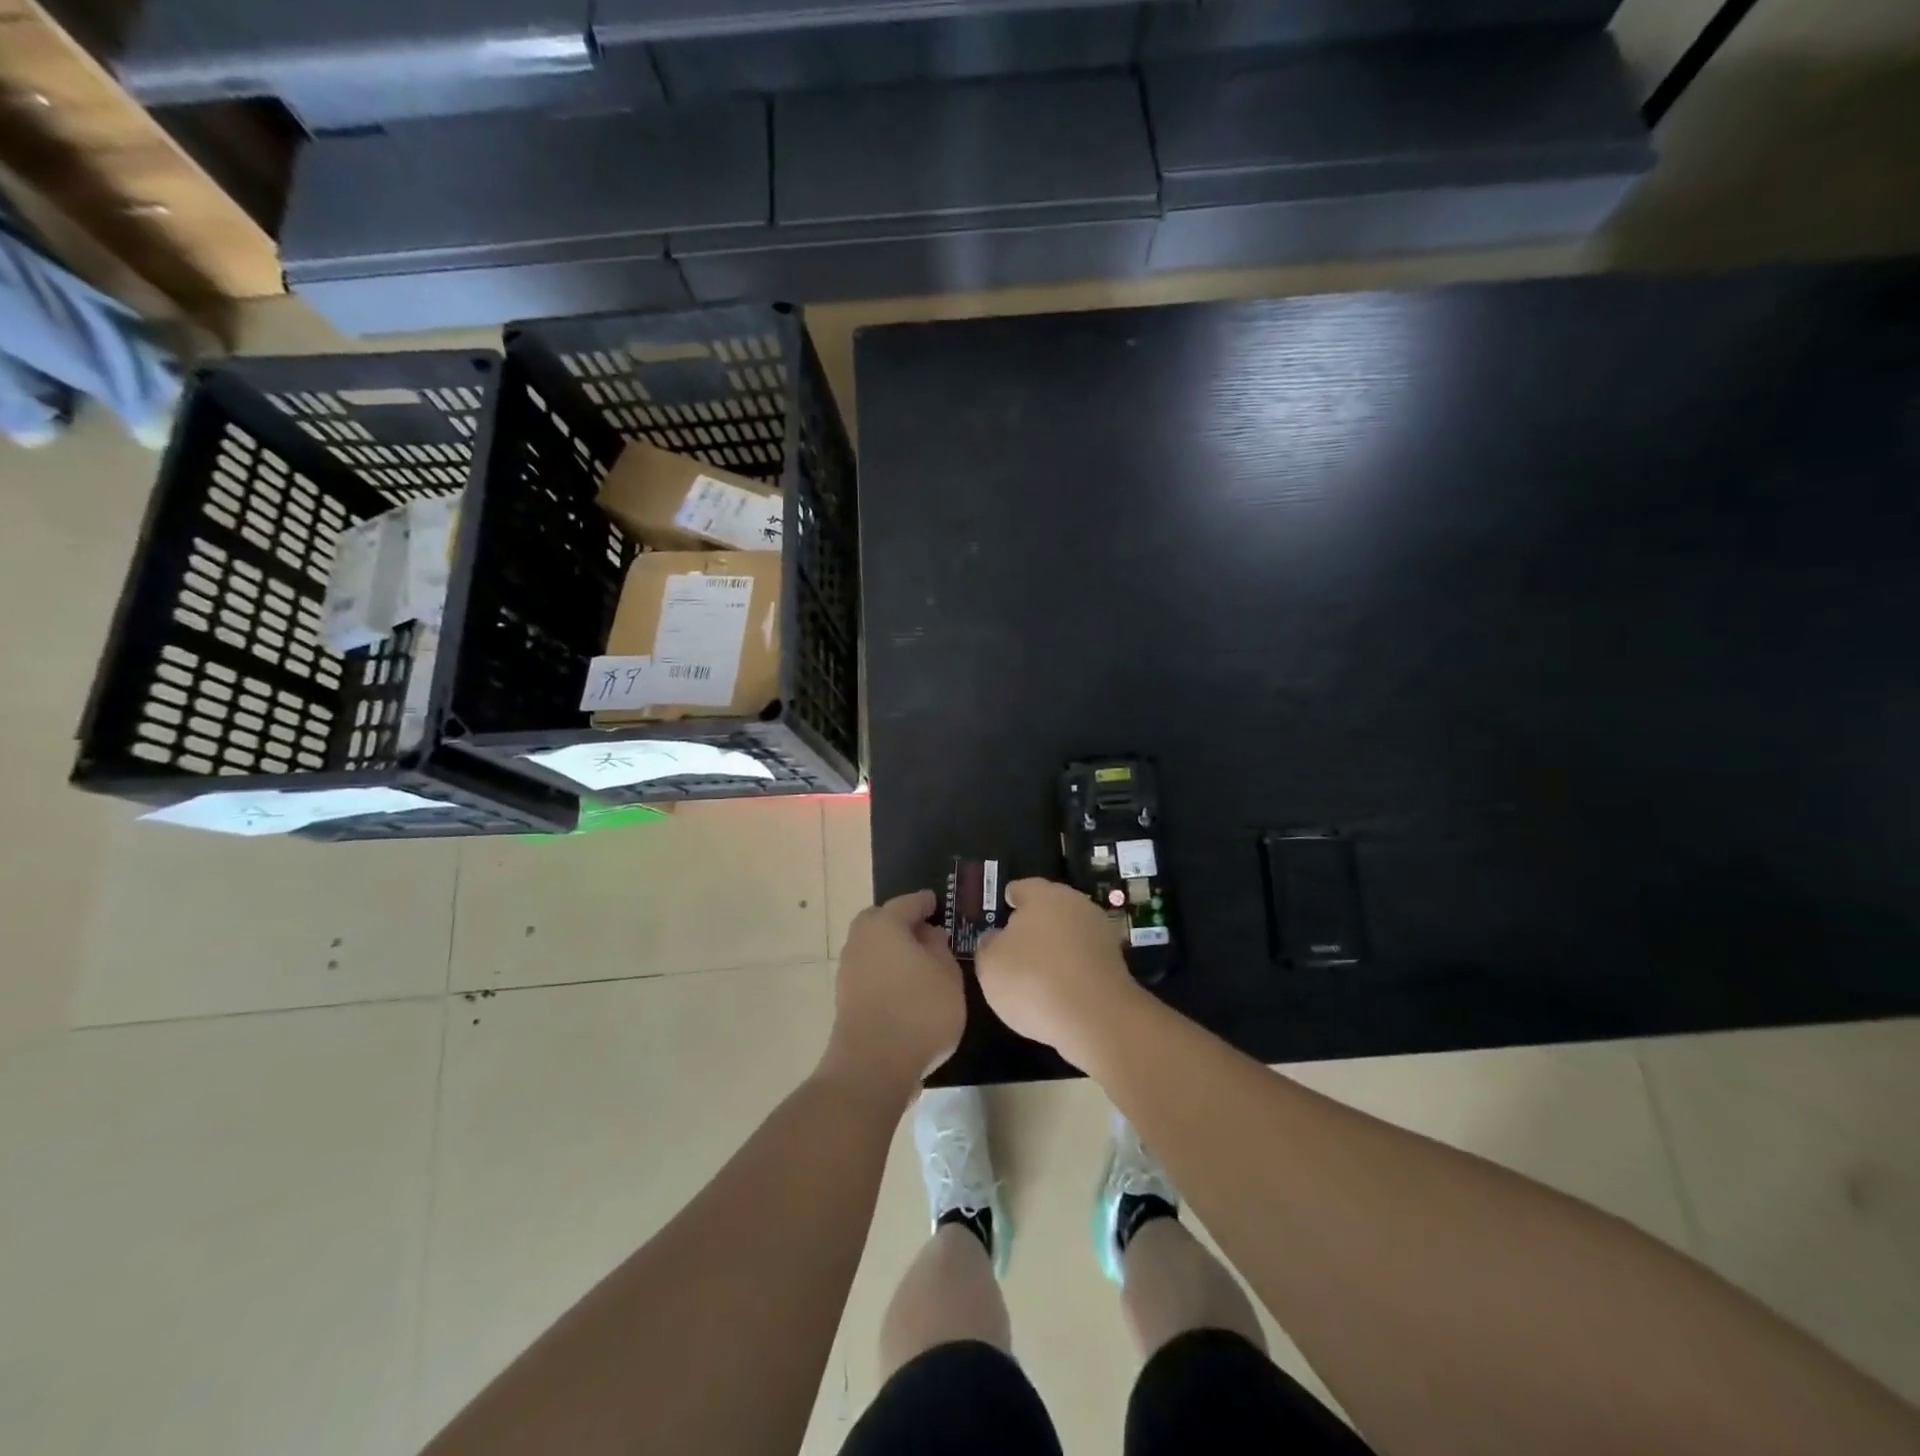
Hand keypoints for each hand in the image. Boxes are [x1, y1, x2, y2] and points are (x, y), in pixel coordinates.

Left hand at [820, 889, 965, 1099]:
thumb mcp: (947, 975)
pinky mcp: (846, 999)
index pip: (908, 903)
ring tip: (923, 966)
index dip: (926, 903)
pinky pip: (872, 973)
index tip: (937, 904)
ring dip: (895, 952)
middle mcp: (860, 940)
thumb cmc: (918, 1010)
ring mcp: (848, 971)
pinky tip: (908, 989)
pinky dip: (888, 974)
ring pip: (875, 949)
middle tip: (929, 935)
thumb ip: (940, 949)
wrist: (873, 1066)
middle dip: (904, 925)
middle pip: (883, 923)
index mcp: (884, 924)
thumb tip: (929, 935)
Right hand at [975, 878, 1143, 1065]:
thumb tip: (996, 937)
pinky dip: (1073, 967)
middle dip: (1035, 922)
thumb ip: (989, 945)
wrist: (1097, 1017)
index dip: (1010, 899)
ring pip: (1070, 932)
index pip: (1022, 888)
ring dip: (1057, 945)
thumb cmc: (1032, 980)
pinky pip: (1085, 958)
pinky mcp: (1116, 961)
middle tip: (1017, 943)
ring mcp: (1100, 932)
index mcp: (1043, 895)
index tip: (1004, 908)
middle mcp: (1075, 904)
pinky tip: (1060, 988)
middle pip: (1050, 907)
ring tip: (1038, 970)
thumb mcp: (990, 965)